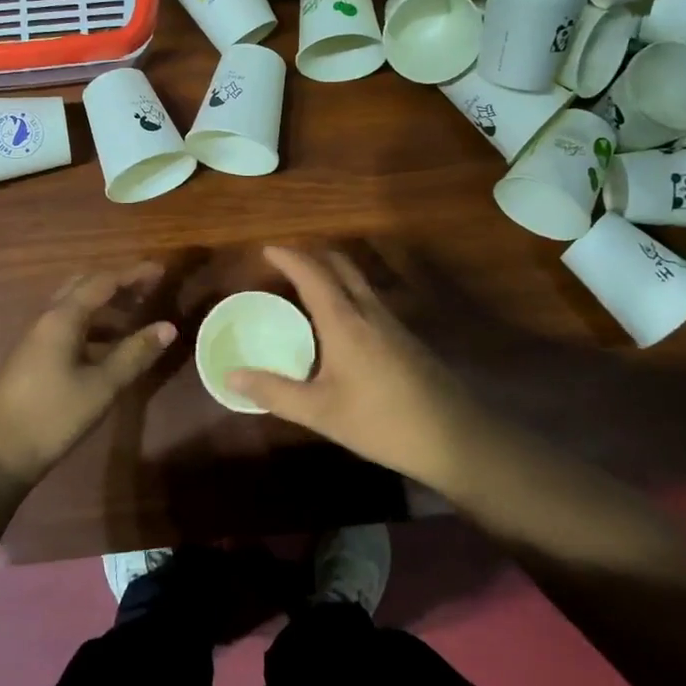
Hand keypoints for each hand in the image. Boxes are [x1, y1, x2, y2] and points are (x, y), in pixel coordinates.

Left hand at [0, 263, 177, 487]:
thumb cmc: (54, 416)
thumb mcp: (102, 386)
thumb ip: (135, 354)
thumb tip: (168, 327)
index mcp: (62, 318)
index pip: (102, 282)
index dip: (133, 274)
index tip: (161, 271)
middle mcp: (46, 319)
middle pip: (84, 286)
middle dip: (117, 284)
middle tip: (147, 291)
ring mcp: (36, 337)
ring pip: (73, 306)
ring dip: (104, 305)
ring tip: (134, 315)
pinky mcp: (32, 356)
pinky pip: (66, 325)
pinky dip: (92, 324)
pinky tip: (108, 345)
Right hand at [227, 247, 488, 495]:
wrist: (454, 436)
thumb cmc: (381, 421)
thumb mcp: (320, 412)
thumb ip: (275, 392)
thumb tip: (230, 376)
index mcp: (345, 320)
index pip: (312, 273)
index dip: (289, 257)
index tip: (267, 249)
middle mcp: (369, 310)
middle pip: (340, 265)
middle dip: (312, 255)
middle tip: (285, 264)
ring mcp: (392, 322)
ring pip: (358, 281)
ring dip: (331, 273)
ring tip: (306, 289)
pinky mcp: (405, 338)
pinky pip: (368, 299)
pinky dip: (346, 293)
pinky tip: (339, 324)